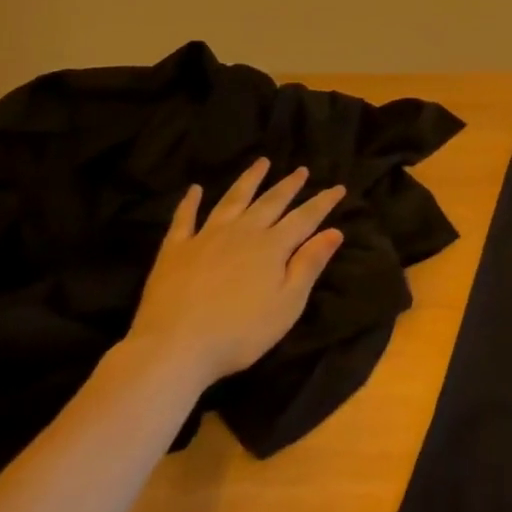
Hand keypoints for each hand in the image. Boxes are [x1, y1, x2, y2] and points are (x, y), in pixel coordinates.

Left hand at [126, 157, 346, 389]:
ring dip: (249, 180)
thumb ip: (309, 265)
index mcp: (272, 246)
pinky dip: (190, 202)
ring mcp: (207, 237)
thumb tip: (334, 231)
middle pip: (271, 202)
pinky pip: (184, 219)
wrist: (173, 348)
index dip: (323, 202)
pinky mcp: (175, 250)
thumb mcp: (287, 304)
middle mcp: (243, 232)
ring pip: (233, 200)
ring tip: (261, 163)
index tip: (338, 188)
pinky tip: (194, 189)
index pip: (305, 217)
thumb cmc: (239, 332)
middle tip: (301, 170)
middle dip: (289, 185)